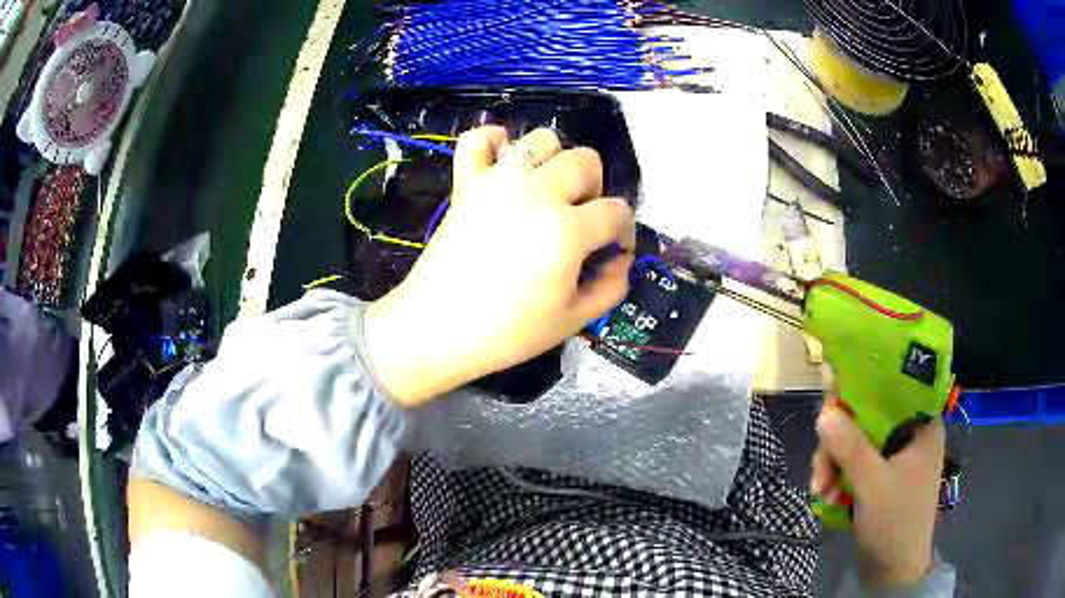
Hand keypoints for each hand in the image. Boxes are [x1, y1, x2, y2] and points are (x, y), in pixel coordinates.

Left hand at [364, 126, 635, 406]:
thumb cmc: (506, 333)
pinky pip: (478, 138)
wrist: (436, 330)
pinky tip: (502, 165)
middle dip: (593, 190)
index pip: (617, 211)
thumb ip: (611, 286)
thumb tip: (620, 259)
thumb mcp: (573, 321)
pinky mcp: (466, 182)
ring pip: (542, 139)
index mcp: (566, 231)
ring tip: (545, 193)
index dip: (623, 231)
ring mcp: (497, 181)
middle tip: (579, 221)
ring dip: (553, 161)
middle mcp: (536, 193)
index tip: (613, 249)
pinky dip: (493, 142)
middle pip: (586, 162)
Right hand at [810, 401, 944, 590]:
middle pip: (867, 418)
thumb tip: (823, 413)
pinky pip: (855, 463)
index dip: (859, 391)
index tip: (830, 406)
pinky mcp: (881, 477)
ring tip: (821, 492)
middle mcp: (910, 434)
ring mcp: (895, 457)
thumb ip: (850, 447)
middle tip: (819, 471)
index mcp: (921, 424)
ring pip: (857, 442)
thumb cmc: (895, 523)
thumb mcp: (872, 485)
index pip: (891, 389)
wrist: (892, 572)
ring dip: (834, 465)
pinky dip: (839, 477)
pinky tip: (828, 497)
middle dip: (838, 444)